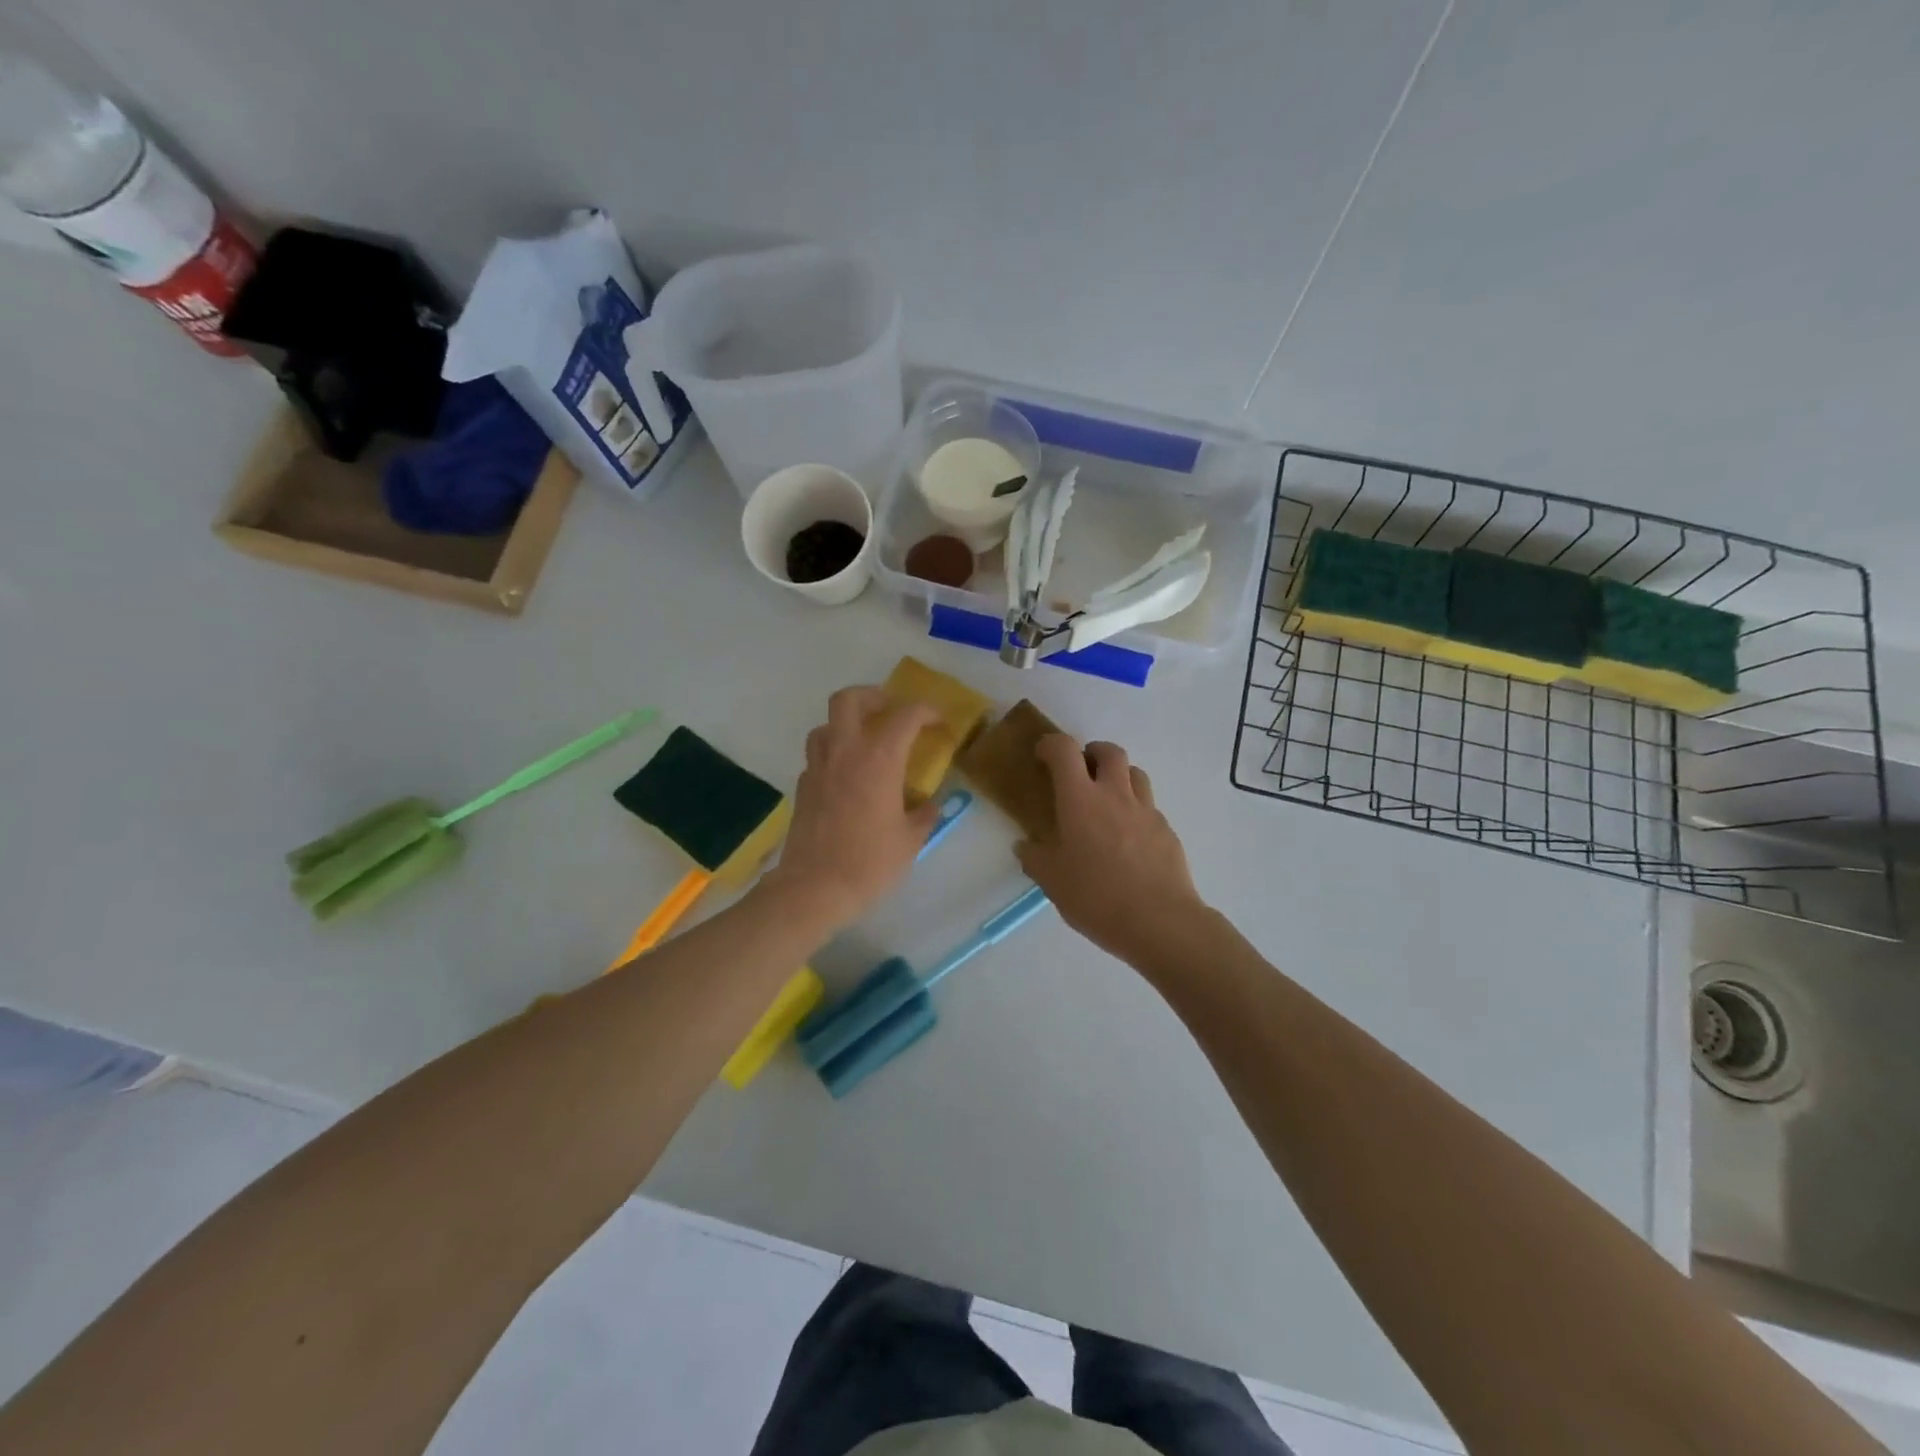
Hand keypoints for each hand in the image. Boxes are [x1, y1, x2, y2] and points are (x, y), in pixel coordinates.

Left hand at [764, 687, 943, 931]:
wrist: (814, 888)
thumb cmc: (870, 863)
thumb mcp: (910, 841)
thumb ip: (924, 816)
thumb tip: (930, 805)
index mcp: (879, 759)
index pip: (906, 715)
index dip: (926, 711)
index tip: (938, 723)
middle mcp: (845, 752)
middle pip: (848, 700)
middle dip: (871, 696)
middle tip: (889, 711)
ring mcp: (818, 768)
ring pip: (825, 725)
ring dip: (846, 724)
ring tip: (864, 743)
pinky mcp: (803, 788)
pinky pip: (817, 757)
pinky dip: (833, 756)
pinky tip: (846, 778)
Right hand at [1014, 735, 1206, 964]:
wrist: (1159, 921)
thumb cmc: (1096, 897)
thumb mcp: (1052, 882)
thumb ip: (1035, 859)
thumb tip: (1025, 846)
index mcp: (1080, 800)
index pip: (1064, 750)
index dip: (1051, 745)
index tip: (1043, 755)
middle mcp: (1115, 795)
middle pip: (1109, 751)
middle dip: (1092, 752)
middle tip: (1081, 772)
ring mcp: (1146, 811)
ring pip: (1135, 773)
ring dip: (1119, 776)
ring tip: (1107, 801)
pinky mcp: (1166, 831)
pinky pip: (1149, 807)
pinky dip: (1135, 811)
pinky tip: (1128, 840)